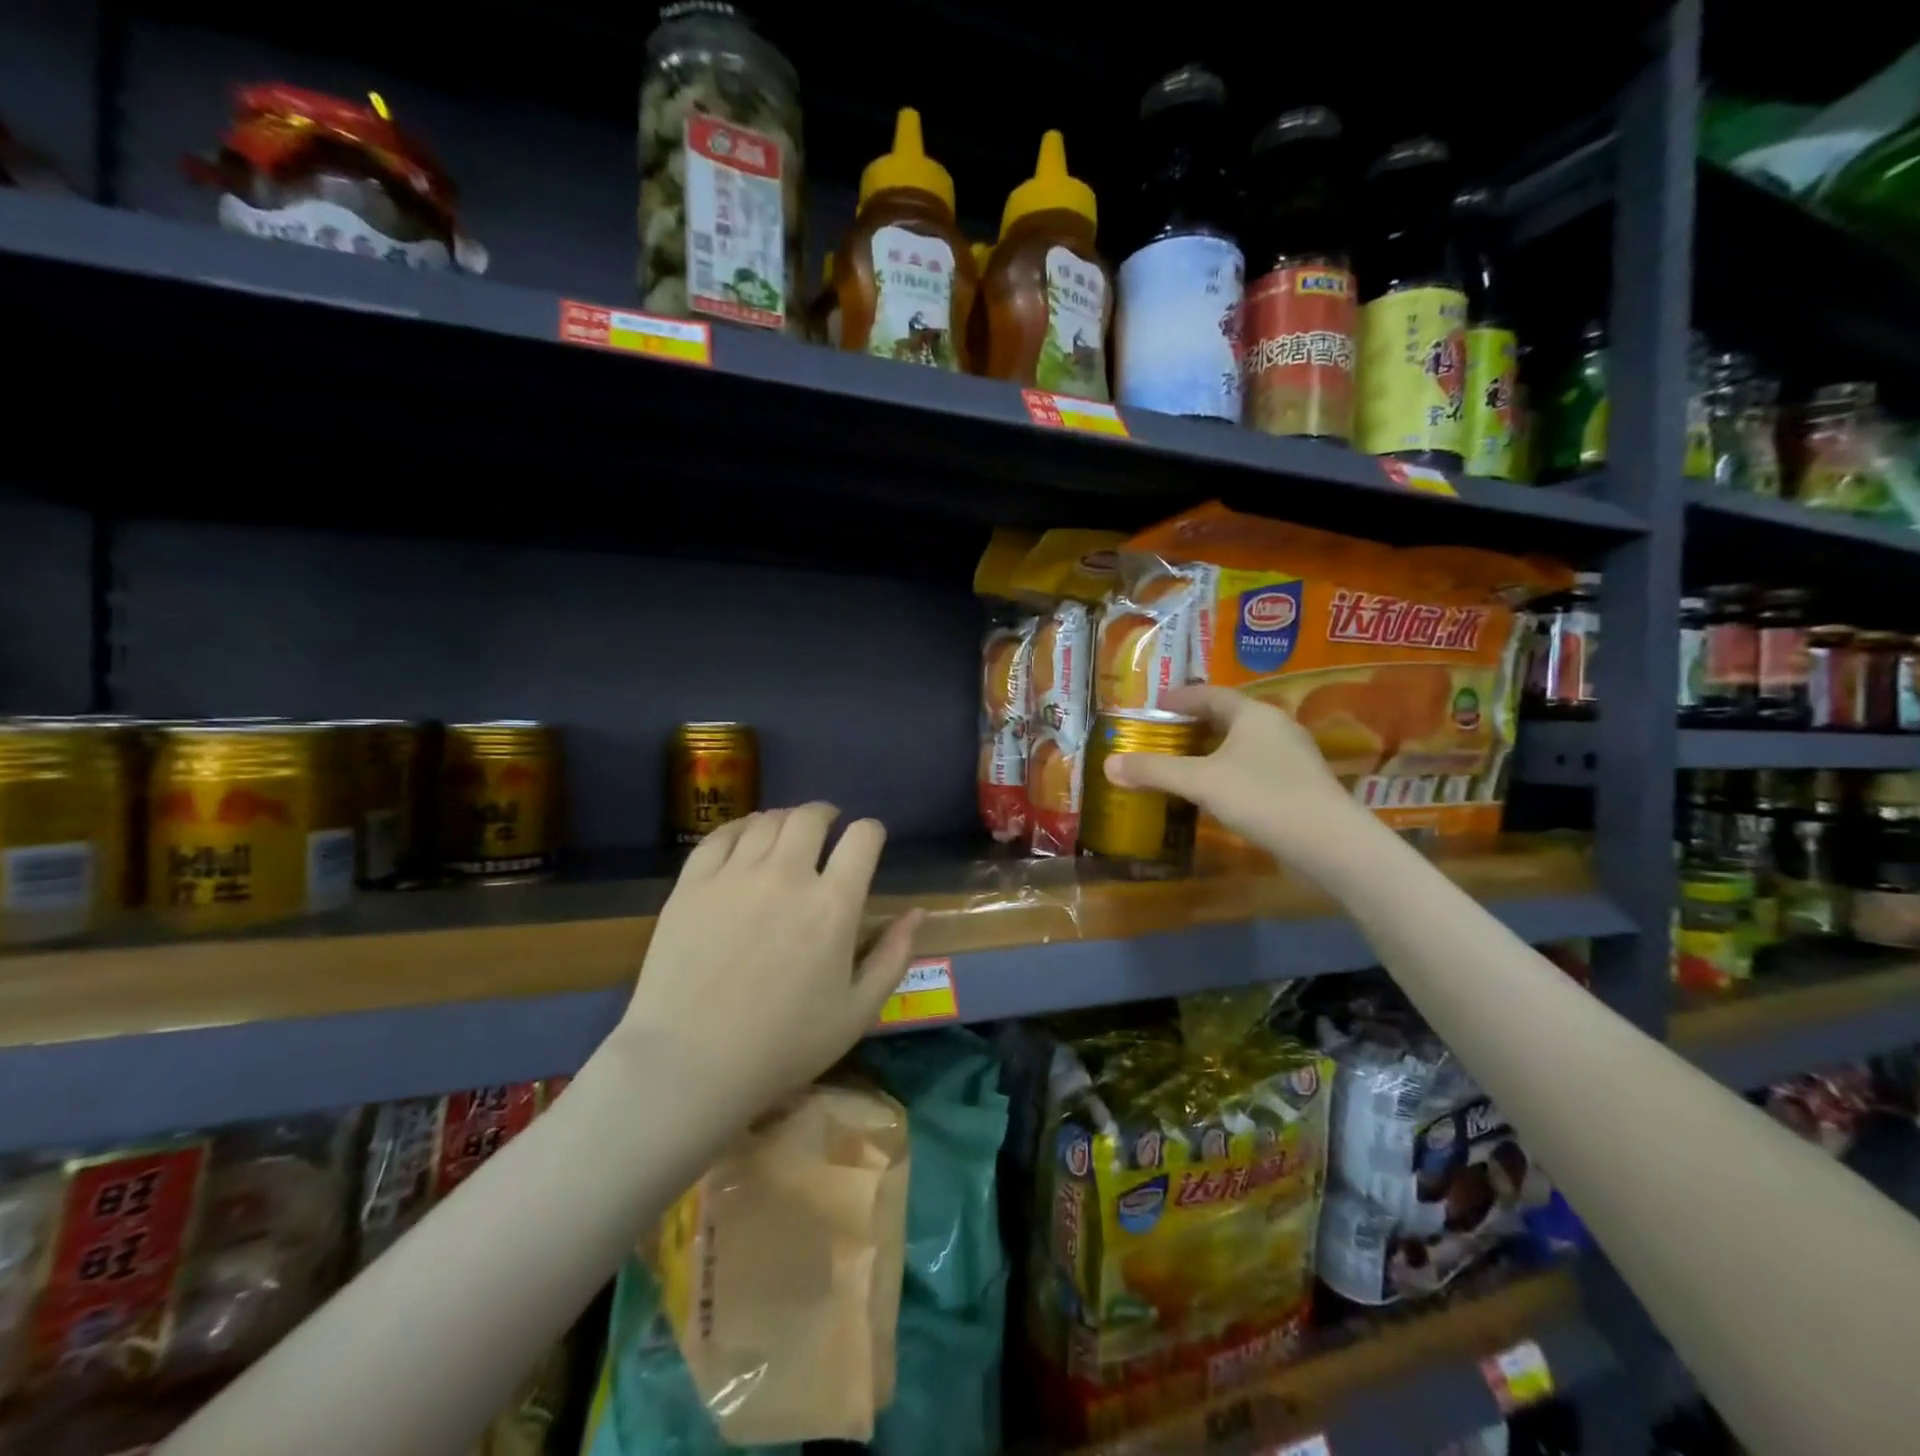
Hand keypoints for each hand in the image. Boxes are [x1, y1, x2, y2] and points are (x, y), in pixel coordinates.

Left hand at [610, 804, 922, 1126]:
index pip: (862, 837)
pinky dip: (741, 827)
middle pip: (811, 816)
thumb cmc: (783, 1046)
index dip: (870, 832)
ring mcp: (735, 875)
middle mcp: (787, 875)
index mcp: (833, 904)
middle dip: (826, 816)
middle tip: (826, 830)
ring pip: (767, 821)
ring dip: (785, 821)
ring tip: (786, 836)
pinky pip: (721, 835)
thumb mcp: (858, 1012)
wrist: (689, 1065)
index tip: (867, 842)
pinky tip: (745, 839)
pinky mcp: (693, 883)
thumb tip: (918, 913)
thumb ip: (894, 956)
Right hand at [1103, 685, 1375, 877]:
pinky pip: (1253, 768)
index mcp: (1254, 714)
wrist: (1330, 844)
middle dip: (1193, 725)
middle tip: (1162, 735)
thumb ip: (1155, 771)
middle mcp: (1276, 727)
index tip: (1153, 707)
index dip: (1180, 698)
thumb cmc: (1262, 798)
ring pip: (1241, 744)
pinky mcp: (1298, 785)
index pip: (1210, 694)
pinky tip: (1213, 792)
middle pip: (1227, 717)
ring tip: (1181, 763)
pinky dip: (1227, 772)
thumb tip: (1109, 764)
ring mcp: (1291, 757)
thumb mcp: (1200, 782)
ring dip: (1210, 750)